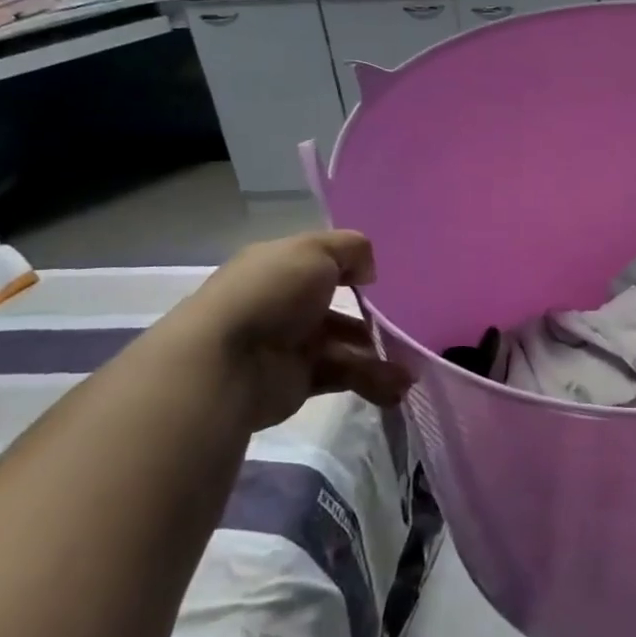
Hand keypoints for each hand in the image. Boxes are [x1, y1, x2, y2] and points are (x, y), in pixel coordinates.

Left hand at [171, 232, 411, 430]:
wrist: (225, 363)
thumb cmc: (270, 294)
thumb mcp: (314, 251)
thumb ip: (351, 249)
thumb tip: (368, 270)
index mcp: (281, 267)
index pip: (321, 263)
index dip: (352, 267)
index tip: (383, 278)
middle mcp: (285, 304)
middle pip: (338, 307)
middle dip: (374, 317)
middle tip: (407, 326)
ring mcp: (291, 344)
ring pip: (346, 345)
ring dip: (379, 355)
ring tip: (410, 369)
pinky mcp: (298, 382)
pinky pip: (343, 376)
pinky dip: (371, 381)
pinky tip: (397, 387)